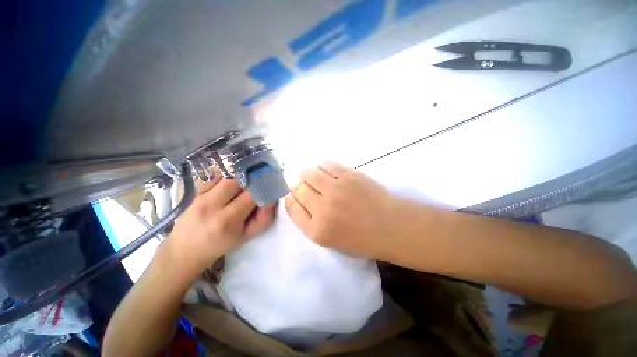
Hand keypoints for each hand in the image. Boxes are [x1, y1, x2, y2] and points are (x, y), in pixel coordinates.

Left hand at [164, 173, 275, 277]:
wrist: (185, 250)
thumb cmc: (220, 245)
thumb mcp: (247, 236)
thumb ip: (264, 218)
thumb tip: (272, 198)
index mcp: (227, 220)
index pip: (251, 195)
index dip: (263, 187)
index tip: (269, 184)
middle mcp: (211, 205)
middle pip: (236, 179)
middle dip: (251, 178)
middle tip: (256, 181)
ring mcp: (199, 196)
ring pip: (224, 174)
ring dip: (238, 175)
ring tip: (244, 180)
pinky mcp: (192, 191)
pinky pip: (212, 174)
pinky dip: (224, 173)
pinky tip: (229, 180)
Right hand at [284, 162, 400, 259]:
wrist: (391, 226)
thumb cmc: (360, 237)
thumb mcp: (329, 239)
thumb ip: (308, 220)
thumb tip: (294, 197)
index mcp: (317, 230)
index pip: (291, 206)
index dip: (291, 198)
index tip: (295, 195)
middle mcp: (322, 208)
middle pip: (297, 188)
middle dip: (299, 186)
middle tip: (309, 186)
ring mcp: (335, 189)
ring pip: (308, 173)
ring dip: (309, 174)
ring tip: (318, 178)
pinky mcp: (348, 175)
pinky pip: (325, 164)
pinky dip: (322, 167)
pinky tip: (328, 172)